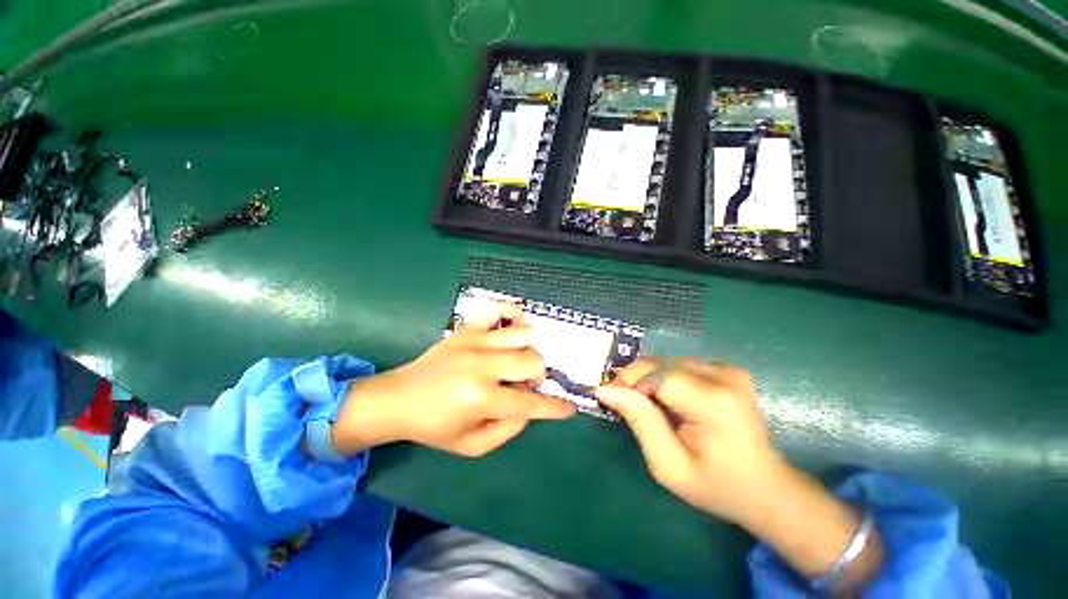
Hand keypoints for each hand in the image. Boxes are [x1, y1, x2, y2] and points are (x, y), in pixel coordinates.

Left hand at [331, 302, 575, 456]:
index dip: (555, 407)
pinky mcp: (468, 328)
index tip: (570, 408)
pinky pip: (499, 308)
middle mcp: (482, 365)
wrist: (398, 398)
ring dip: (528, 351)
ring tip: (515, 361)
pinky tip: (511, 329)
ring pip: (525, 334)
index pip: (531, 403)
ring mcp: (475, 340)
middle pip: (534, 361)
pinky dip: (513, 314)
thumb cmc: (435, 426)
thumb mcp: (472, 446)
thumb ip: (509, 430)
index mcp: (482, 399)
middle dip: (538, 377)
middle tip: (524, 385)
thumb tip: (530, 407)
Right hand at [595, 358, 784, 523]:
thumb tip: (606, 389)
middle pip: (660, 363)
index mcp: (712, 401)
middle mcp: (722, 375)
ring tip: (644, 404)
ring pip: (666, 361)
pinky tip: (666, 399)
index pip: (656, 376)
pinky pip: (679, 364)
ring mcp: (727, 369)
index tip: (611, 401)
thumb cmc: (716, 485)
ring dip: (648, 378)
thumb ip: (639, 421)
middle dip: (634, 380)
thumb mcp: (668, 464)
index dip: (629, 384)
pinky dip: (663, 377)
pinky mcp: (726, 369)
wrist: (766, 488)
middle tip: (622, 403)